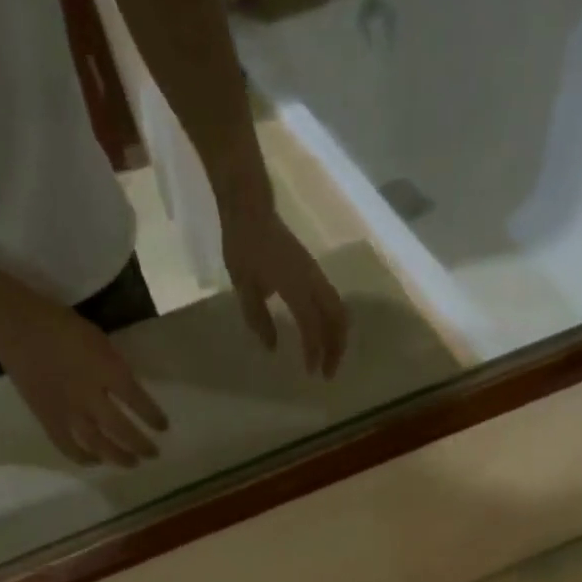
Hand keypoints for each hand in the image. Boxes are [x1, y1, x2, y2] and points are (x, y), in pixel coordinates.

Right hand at [0, 293, 167, 467]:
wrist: (14, 325)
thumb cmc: (60, 326)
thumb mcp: (99, 340)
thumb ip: (115, 368)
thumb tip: (130, 392)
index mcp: (105, 370)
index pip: (138, 401)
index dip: (153, 417)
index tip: (163, 427)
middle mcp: (89, 396)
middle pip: (122, 430)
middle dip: (141, 445)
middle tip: (154, 454)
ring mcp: (67, 411)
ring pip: (98, 444)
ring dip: (118, 457)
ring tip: (133, 464)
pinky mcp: (47, 418)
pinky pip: (67, 446)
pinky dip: (83, 458)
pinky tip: (95, 461)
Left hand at [222, 209, 348, 376]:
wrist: (250, 207)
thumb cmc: (243, 245)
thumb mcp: (243, 286)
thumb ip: (258, 318)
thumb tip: (272, 347)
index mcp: (294, 285)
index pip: (312, 324)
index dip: (314, 350)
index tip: (311, 372)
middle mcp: (312, 281)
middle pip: (337, 319)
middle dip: (336, 349)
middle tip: (328, 373)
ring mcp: (316, 275)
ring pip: (339, 311)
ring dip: (338, 338)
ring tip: (329, 359)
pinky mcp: (314, 273)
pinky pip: (333, 303)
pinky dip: (333, 324)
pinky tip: (324, 337)